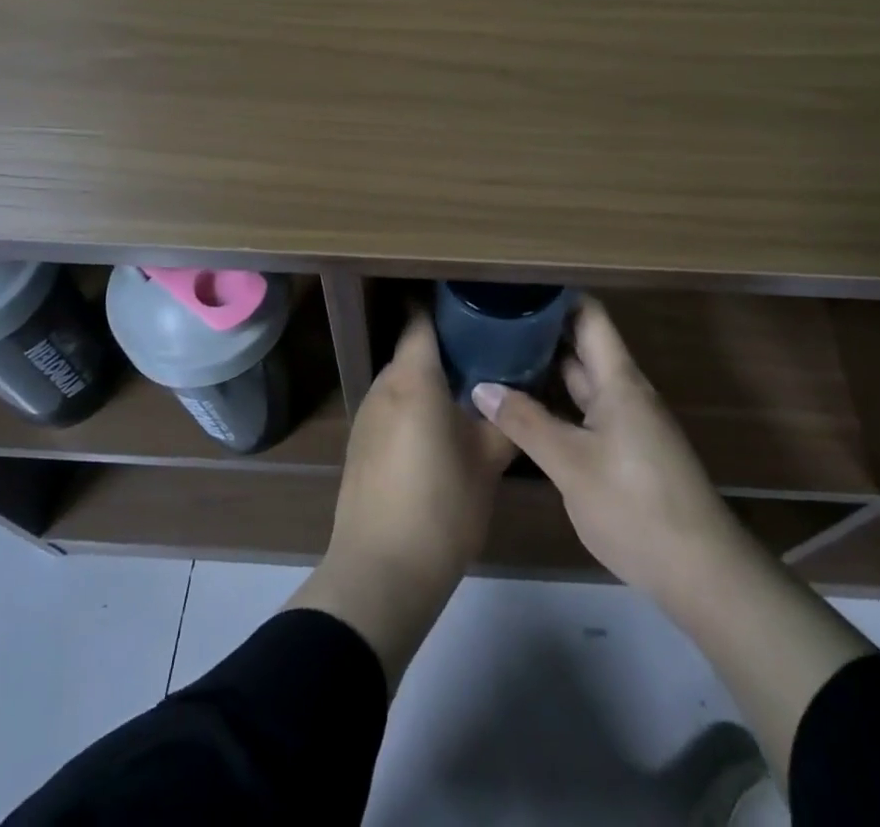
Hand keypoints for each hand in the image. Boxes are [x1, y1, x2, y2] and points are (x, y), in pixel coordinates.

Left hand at [288, 312, 513, 683]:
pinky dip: (414, 406)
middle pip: (413, 349)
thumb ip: (504, 420)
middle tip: (487, 353)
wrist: (381, 573)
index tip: (475, 306)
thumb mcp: (487, 462)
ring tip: (469, 391)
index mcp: (412, 378)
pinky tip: (439, 431)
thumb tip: (519, 394)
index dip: (445, 306)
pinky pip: (391, 407)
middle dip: (446, 347)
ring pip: (402, 380)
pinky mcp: (360, 444)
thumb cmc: (441, 507)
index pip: (421, 319)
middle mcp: (383, 386)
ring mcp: (366, 415)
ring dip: (430, 380)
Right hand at [471, 296, 738, 613]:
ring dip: (545, 371)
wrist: (703, 574)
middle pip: (582, 346)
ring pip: (582, 383)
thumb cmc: (636, 506)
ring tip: (497, 360)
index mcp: (619, 380)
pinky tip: (525, 412)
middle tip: (490, 325)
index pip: (588, 315)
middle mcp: (625, 392)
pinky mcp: (626, 452)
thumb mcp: (571, 465)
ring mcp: (627, 423)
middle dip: (540, 333)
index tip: (515, 289)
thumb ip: (526, 423)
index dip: (555, 297)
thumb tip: (481, 386)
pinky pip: (586, 413)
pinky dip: (556, 405)